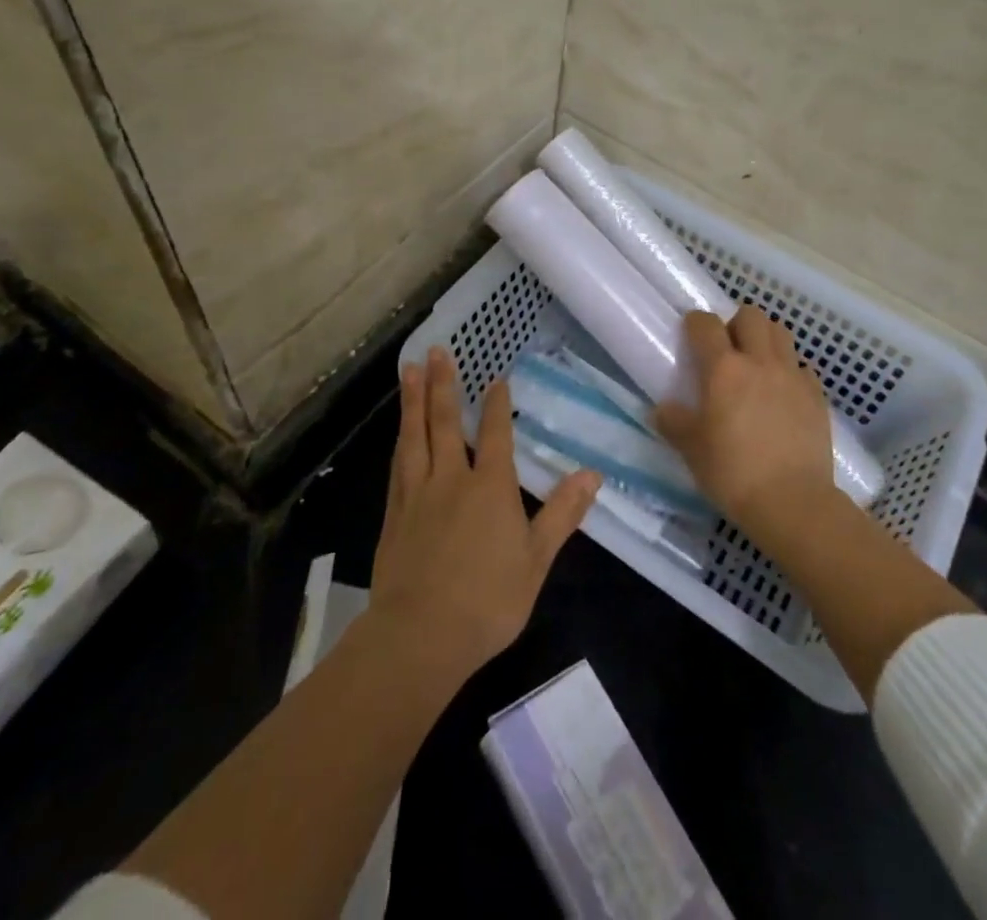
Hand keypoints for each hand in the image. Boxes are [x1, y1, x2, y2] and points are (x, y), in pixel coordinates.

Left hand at [371, 348, 600, 686]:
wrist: (420, 636)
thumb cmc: (487, 601)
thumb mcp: (536, 559)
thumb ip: (562, 513)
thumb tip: (592, 474)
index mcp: (490, 487)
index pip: (496, 434)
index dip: (497, 404)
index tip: (496, 377)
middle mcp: (451, 479)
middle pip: (446, 423)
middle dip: (442, 384)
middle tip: (436, 350)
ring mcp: (417, 495)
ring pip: (415, 436)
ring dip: (413, 401)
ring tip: (408, 369)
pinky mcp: (394, 515)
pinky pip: (398, 465)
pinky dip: (401, 440)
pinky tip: (400, 432)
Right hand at [655, 307, 837, 535]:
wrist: (793, 502)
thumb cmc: (733, 473)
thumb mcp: (691, 450)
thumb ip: (674, 422)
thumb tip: (663, 409)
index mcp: (724, 369)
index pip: (706, 324)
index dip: (695, 323)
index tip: (690, 335)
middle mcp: (760, 362)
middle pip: (752, 316)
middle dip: (736, 323)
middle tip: (727, 349)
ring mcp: (793, 376)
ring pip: (781, 333)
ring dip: (765, 339)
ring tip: (756, 365)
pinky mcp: (817, 396)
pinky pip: (802, 367)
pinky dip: (790, 371)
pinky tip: (782, 394)